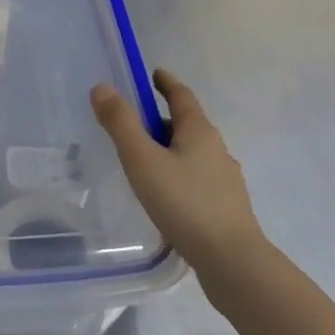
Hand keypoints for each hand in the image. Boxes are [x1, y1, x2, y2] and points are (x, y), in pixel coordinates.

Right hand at [91, 69, 267, 304]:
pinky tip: (164, 194)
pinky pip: (196, 178)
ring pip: (192, 153)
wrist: (232, 261)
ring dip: (170, 148)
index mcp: (199, 132)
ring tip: (143, 160)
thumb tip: (102, 87)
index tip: (153, 73)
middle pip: (187, 124)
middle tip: (134, 121)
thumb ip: (120, 124)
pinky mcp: (225, 206)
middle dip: (162, 118)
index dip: (166, 83)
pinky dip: (178, 174)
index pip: (181, 96)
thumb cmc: (184, 203)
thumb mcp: (143, 160)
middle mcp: (217, 149)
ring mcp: (224, 179)